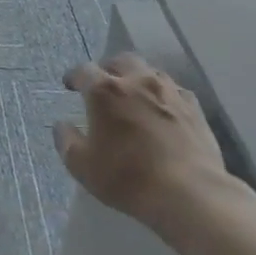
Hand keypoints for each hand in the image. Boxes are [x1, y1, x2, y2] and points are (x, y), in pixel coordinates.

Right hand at [54, 55, 231, 233]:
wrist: (189, 193)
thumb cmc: (128, 178)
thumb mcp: (83, 166)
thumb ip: (67, 141)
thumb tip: (62, 125)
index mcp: (105, 91)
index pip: (84, 71)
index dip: (74, 76)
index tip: (70, 85)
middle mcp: (137, 81)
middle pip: (121, 61)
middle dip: (108, 69)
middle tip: (103, 85)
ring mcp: (169, 91)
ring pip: (150, 72)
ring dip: (138, 78)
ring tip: (134, 96)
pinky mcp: (194, 107)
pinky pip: (174, 90)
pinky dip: (163, 95)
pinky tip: (163, 110)